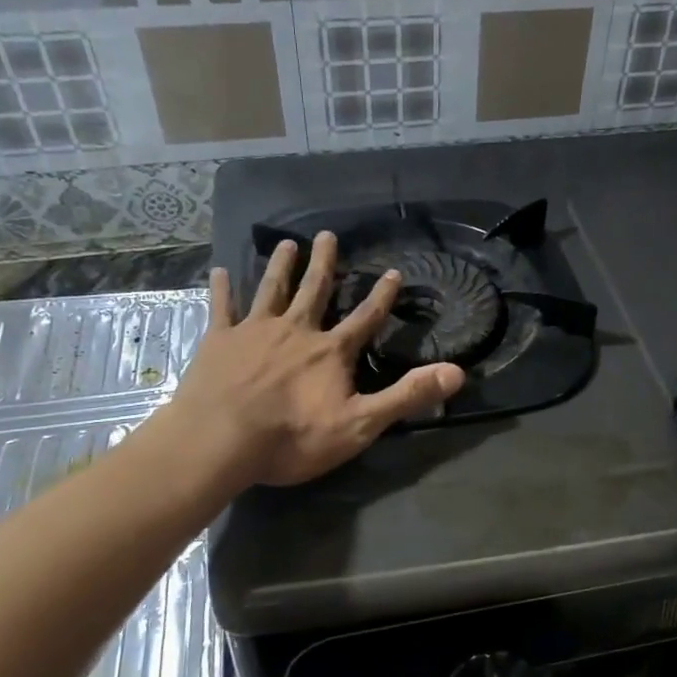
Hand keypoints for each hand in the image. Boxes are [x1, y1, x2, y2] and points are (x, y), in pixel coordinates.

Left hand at [165, 232, 464, 488]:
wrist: (220, 441)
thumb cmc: (293, 437)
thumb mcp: (360, 424)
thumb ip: (407, 396)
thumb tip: (458, 372)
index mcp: (331, 352)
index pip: (365, 318)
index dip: (382, 296)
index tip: (394, 271)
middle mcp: (296, 330)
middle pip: (315, 291)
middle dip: (324, 264)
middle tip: (328, 235)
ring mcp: (255, 331)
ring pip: (271, 289)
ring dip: (280, 266)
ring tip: (285, 243)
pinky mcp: (219, 341)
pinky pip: (222, 308)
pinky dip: (222, 289)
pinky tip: (219, 271)